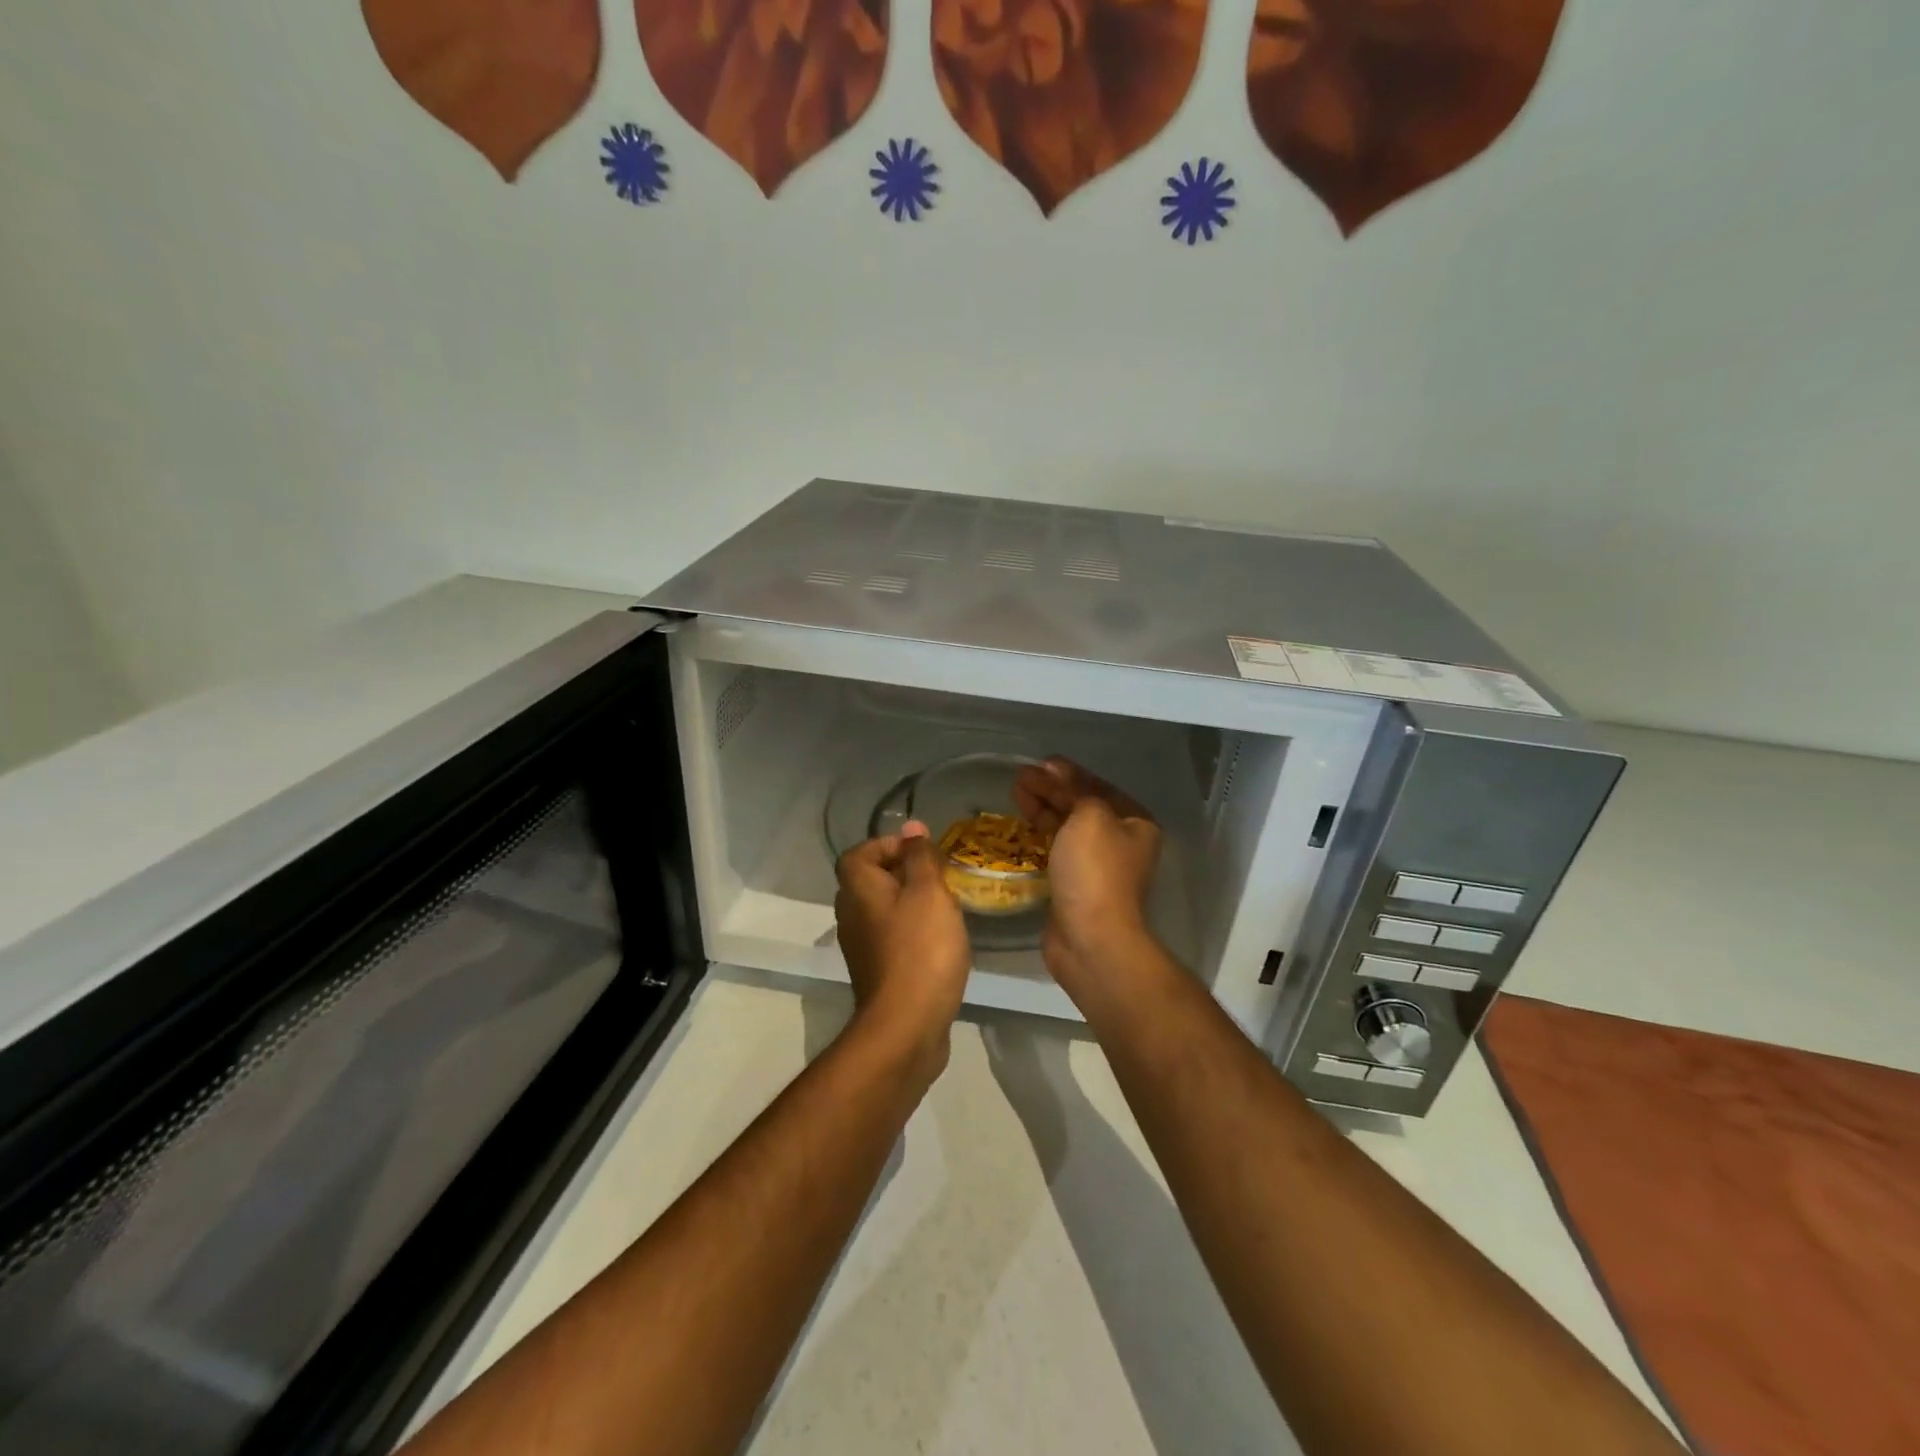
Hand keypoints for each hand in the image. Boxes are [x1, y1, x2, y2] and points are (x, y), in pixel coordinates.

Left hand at [834, 822, 970, 1073]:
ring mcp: (860, 946)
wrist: (906, 1026)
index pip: (861, 852)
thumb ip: (920, 857)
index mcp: (858, 888)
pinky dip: (911, 932)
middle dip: (906, 873)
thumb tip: (911, 827)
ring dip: (911, 904)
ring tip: (946, 908)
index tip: (924, 854)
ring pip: (883, 910)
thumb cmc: (920, 949)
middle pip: (872, 880)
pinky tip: (939, 942)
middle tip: (941, 879)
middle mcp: (850, 914)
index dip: (890, 845)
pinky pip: (891, 937)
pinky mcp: (876, 972)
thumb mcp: (929, 892)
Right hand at [1014, 759, 1162, 996]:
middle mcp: (1120, 842)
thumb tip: (1055, 771)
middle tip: (1019, 777)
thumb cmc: (1095, 870)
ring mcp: (1097, 866)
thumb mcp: (1089, 816)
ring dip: (1042, 809)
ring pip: (1066, 828)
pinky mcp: (1075, 885)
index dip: (1067, 772)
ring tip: (1015, 792)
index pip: (1097, 786)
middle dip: (1050, 789)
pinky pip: (1056, 850)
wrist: (1091, 938)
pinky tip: (1021, 826)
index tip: (1039, 763)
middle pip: (1080, 805)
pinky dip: (1039, 835)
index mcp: (1134, 822)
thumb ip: (1074, 789)